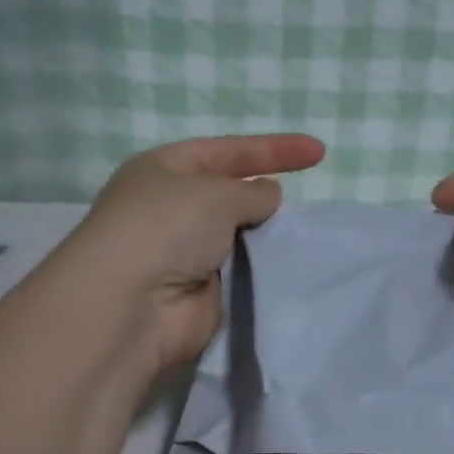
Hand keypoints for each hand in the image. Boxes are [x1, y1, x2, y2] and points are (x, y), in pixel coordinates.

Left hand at [69, 133, 325, 371]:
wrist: (134, 304)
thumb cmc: (166, 227)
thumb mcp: (216, 193)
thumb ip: (251, 192)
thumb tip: (268, 196)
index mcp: (165, 170)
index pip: (227, 151)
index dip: (273, 149)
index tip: (319, 152)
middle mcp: (171, 209)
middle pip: (230, 195)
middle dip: (264, 197)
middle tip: (301, 206)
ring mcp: (185, 253)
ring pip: (239, 237)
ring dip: (265, 237)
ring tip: (298, 237)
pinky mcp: (200, 293)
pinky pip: (241, 274)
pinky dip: (261, 271)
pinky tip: (288, 267)